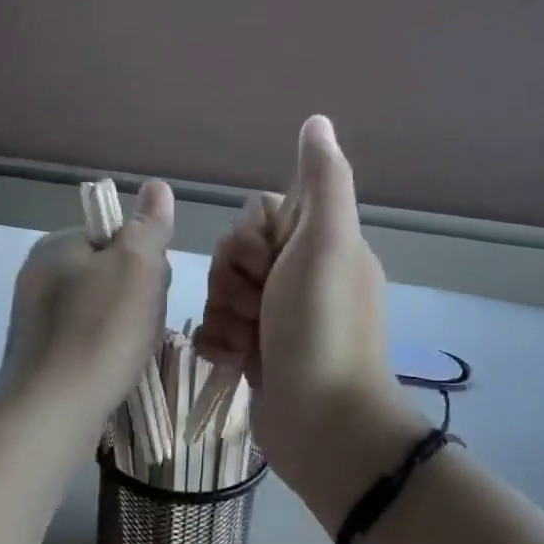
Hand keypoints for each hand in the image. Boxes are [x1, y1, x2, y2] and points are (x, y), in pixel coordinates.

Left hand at [0, 181, 175, 432]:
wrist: (52, 410)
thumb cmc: (100, 331)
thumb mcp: (137, 266)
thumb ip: (149, 225)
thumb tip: (156, 187)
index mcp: (57, 244)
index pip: (117, 236)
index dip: (146, 260)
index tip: (154, 289)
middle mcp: (38, 275)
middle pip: (109, 273)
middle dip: (136, 296)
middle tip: (144, 325)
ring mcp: (34, 318)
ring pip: (100, 309)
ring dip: (124, 326)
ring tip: (131, 352)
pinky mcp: (38, 355)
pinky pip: (85, 340)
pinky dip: (104, 351)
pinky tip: (112, 370)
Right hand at [195, 117, 420, 517]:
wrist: (322, 422)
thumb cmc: (322, 326)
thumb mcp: (328, 242)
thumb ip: (323, 181)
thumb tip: (317, 122)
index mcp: (320, 246)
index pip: (258, 217)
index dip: (252, 239)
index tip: (270, 263)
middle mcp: (298, 278)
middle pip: (232, 255)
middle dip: (235, 282)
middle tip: (263, 308)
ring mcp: (276, 319)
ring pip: (219, 293)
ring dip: (226, 316)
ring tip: (253, 342)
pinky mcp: (256, 354)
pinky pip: (215, 330)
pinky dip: (220, 344)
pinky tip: (236, 360)